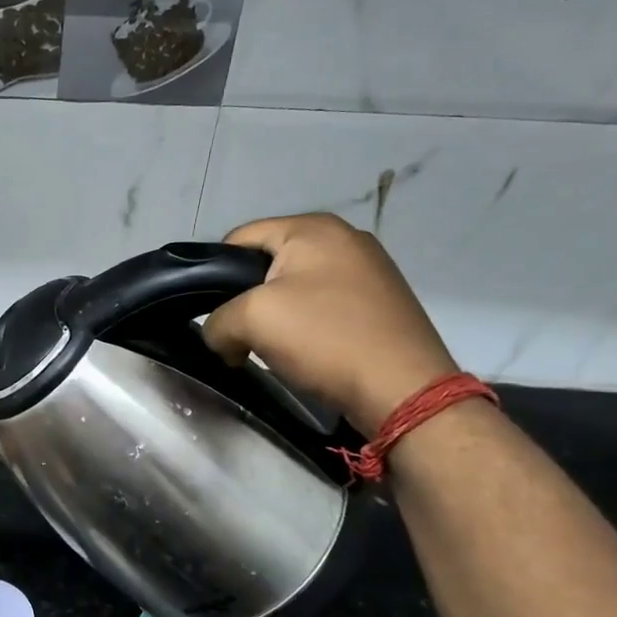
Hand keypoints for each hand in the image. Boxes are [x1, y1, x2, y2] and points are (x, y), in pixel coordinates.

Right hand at [201, 214, 458, 434]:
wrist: (403, 389)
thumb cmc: (324, 338)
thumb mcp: (251, 321)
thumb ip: (217, 321)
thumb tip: (221, 337)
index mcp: (313, 227)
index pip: (239, 239)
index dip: (214, 275)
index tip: (214, 314)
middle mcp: (344, 237)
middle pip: (267, 263)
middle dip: (247, 300)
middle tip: (241, 336)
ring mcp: (369, 270)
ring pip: (295, 288)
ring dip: (276, 318)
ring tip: (274, 350)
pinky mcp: (381, 303)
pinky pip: (324, 307)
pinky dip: (306, 328)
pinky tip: (308, 355)